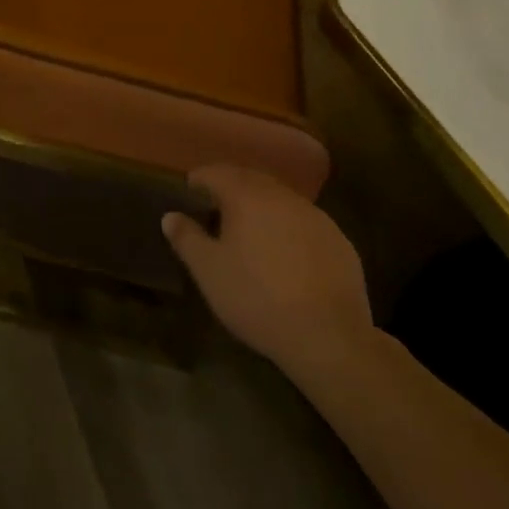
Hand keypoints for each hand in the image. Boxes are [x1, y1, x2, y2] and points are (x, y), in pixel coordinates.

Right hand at [162, 165, 374, 378]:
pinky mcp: (338, 240)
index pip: (215, 172)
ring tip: (251, 232)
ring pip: (279, 199)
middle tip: (217, 210)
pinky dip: (289, 228)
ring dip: (262, 207)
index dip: (199, 180)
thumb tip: (170, 216)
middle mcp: (280, 195)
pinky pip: (304, 222)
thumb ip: (187, 238)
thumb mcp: (209, 272)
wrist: (329, 336)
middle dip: (231, 188)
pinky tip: (287, 256)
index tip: (190, 193)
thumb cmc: (257, 298)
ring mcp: (314, 215)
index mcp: (245, 195)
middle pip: (249, 179)